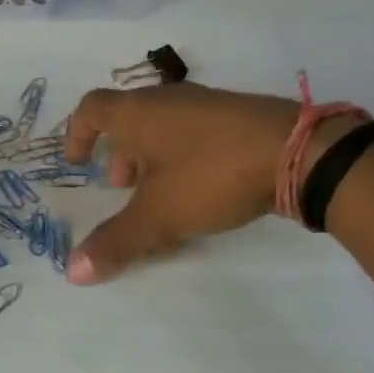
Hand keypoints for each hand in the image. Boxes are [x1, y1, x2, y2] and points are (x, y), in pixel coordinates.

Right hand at [61, 82, 353, 282]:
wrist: (301, 153)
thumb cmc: (210, 175)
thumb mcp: (158, 215)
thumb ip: (115, 242)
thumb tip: (73, 272)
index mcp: (137, 113)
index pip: (91, 108)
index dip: (76, 133)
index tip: (77, 163)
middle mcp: (166, 100)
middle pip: (128, 120)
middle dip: (118, 155)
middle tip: (122, 189)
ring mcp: (205, 105)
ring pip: (162, 128)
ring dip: (151, 159)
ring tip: (161, 196)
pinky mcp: (237, 117)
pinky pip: (193, 133)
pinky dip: (182, 158)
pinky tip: (201, 190)